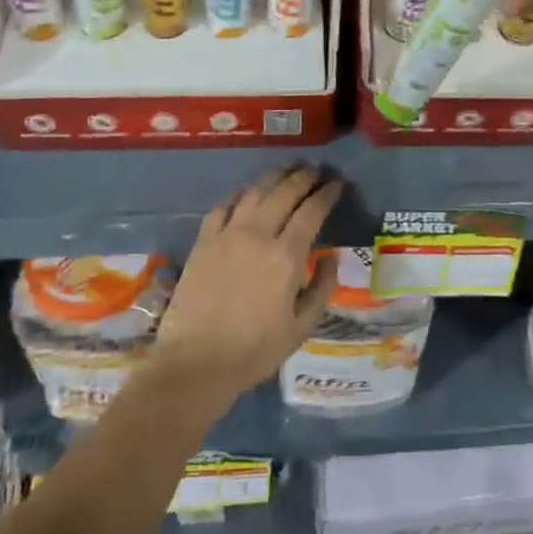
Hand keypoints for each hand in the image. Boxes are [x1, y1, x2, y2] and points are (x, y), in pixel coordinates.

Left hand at [149, 165, 340, 411]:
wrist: (195, 363)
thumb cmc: (254, 350)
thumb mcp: (301, 328)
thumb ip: (322, 288)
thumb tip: (330, 257)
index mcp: (286, 257)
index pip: (312, 211)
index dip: (327, 193)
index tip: (337, 183)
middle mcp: (258, 235)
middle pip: (284, 192)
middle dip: (304, 177)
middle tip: (316, 170)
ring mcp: (227, 235)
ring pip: (254, 192)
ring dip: (274, 177)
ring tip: (287, 171)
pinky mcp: (203, 242)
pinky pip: (223, 207)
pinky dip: (239, 195)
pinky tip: (246, 193)